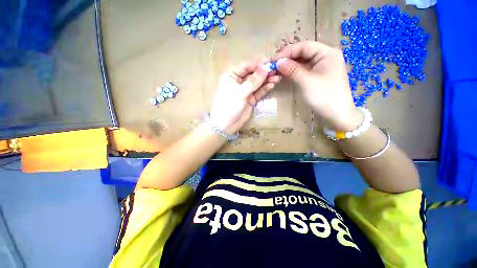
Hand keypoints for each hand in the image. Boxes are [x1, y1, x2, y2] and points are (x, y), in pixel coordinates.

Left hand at [210, 59, 281, 133]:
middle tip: (277, 70)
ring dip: (266, 80)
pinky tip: (272, 84)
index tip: (271, 62)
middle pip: (253, 74)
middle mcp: (239, 81)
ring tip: (277, 78)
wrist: (226, 125)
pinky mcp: (250, 99)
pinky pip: (259, 91)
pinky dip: (265, 88)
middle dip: (264, 72)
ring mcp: (245, 91)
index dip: (258, 63)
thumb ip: (253, 81)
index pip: (246, 66)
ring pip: (257, 83)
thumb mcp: (240, 92)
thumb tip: (266, 67)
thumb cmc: (229, 106)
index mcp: (232, 76)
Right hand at [275, 41, 361, 130]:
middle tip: (274, 66)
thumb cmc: (324, 96)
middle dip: (288, 58)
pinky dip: (294, 72)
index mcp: (327, 53)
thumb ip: (292, 69)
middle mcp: (325, 57)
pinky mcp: (318, 76)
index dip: (288, 51)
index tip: (274, 60)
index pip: (304, 46)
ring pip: (303, 62)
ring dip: (290, 65)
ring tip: (277, 70)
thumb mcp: (306, 81)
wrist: (336, 114)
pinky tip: (286, 74)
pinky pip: (305, 70)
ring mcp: (322, 67)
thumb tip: (278, 62)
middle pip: (304, 53)